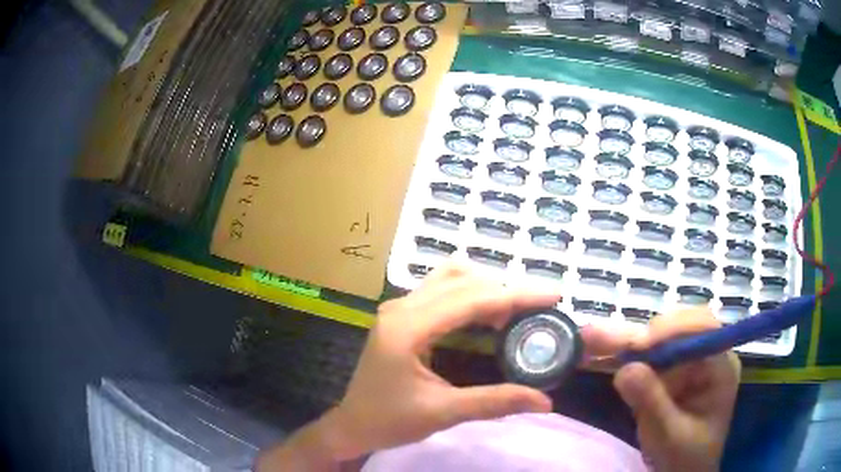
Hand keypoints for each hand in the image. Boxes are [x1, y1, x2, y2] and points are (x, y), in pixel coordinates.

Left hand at [257, 264, 558, 469]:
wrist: (353, 424)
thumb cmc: (390, 421)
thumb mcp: (443, 413)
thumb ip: (495, 403)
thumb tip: (545, 401)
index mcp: (408, 327)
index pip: (472, 299)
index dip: (516, 295)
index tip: (553, 296)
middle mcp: (401, 307)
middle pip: (463, 281)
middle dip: (506, 290)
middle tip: (540, 307)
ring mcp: (398, 307)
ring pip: (450, 278)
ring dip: (486, 288)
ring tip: (514, 311)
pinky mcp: (400, 315)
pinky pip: (440, 289)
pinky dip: (470, 294)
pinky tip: (486, 313)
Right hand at [582, 309, 740, 471]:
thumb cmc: (685, 457)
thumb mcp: (670, 435)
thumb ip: (652, 403)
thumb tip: (625, 370)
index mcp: (720, 366)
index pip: (701, 329)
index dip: (670, 329)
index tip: (638, 344)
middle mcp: (704, 355)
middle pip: (672, 331)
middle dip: (636, 336)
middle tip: (596, 335)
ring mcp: (684, 363)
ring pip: (654, 342)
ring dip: (621, 341)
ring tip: (588, 338)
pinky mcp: (667, 373)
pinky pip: (643, 359)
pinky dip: (619, 357)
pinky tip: (595, 353)